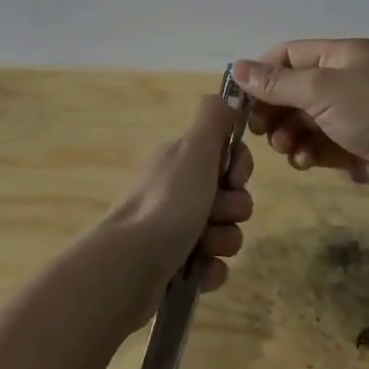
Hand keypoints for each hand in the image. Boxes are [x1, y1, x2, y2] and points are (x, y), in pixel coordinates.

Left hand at [100, 93, 255, 320]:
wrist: (129, 266)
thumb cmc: (168, 203)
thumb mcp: (194, 149)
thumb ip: (213, 118)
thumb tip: (226, 95)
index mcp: (179, 160)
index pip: (226, 155)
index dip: (239, 168)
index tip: (233, 178)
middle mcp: (175, 190)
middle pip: (229, 195)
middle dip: (233, 208)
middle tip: (216, 215)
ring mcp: (171, 230)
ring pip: (223, 232)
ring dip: (223, 241)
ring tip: (204, 249)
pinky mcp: (171, 266)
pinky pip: (210, 265)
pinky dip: (210, 270)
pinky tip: (199, 273)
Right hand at [234, 39, 368, 209]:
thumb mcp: (320, 90)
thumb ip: (276, 83)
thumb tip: (236, 68)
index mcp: (342, 56)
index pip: (290, 55)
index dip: (263, 74)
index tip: (240, 99)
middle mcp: (347, 80)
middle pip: (296, 89)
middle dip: (274, 109)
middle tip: (258, 131)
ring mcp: (354, 114)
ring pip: (306, 120)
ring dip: (289, 134)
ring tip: (286, 149)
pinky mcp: (360, 146)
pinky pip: (322, 144)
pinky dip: (309, 151)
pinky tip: (304, 162)